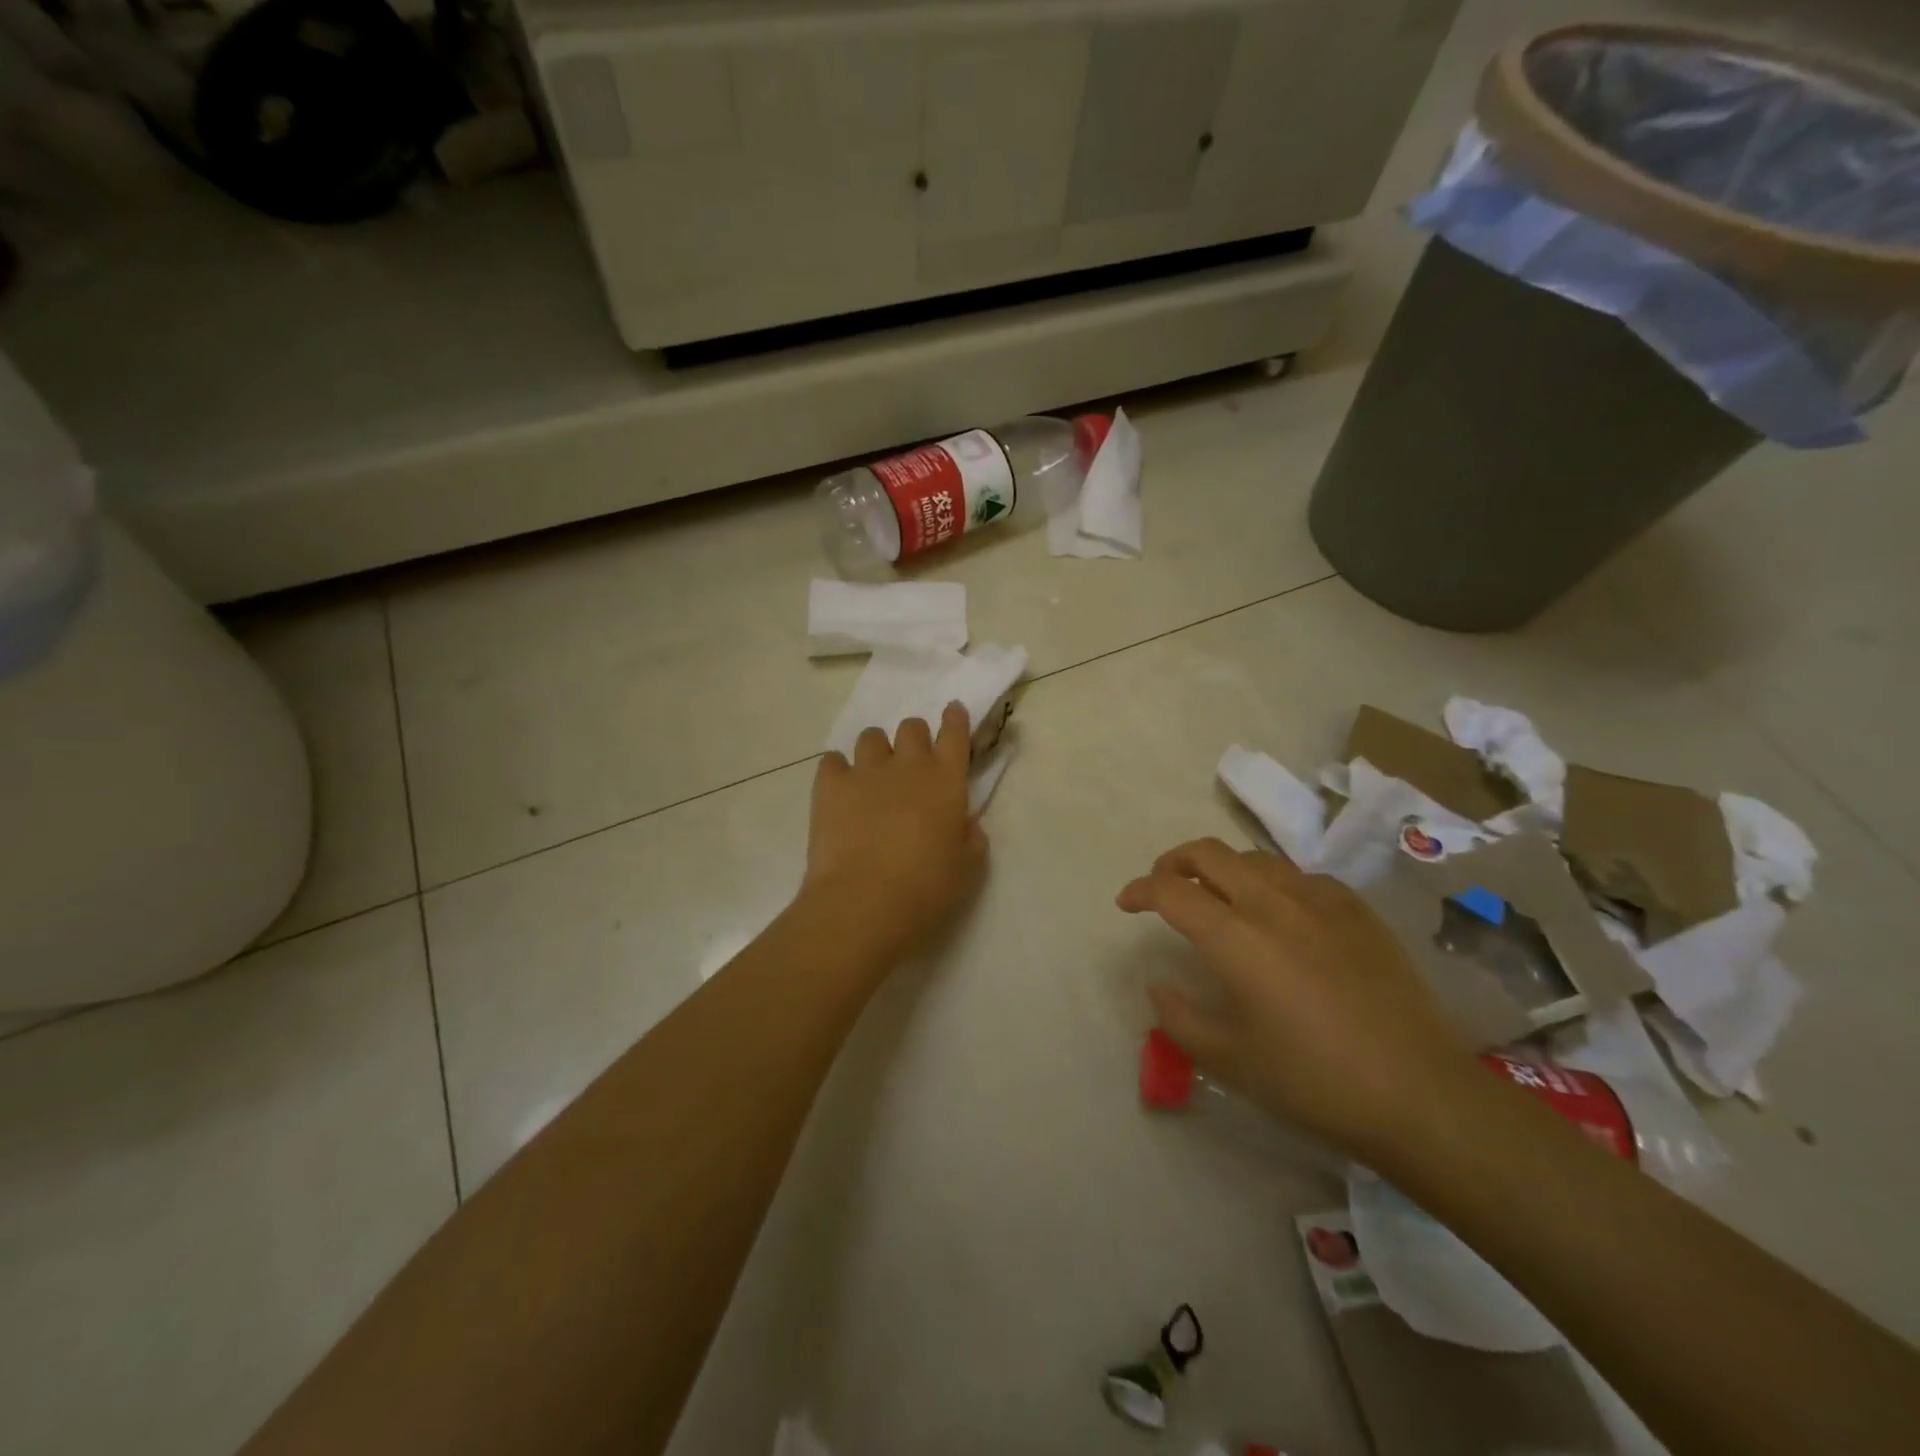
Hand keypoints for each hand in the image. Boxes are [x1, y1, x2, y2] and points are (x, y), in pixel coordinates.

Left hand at [804, 703, 988, 958]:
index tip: (953, 711)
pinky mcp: (830, 785)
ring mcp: (866, 771)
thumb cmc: (926, 888)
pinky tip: (840, 789)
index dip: (955, 719)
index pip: (955, 732)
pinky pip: (832, 760)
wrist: (864, 901)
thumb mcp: (968, 868)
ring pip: (871, 737)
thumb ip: (970, 837)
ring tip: (873, 776)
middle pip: (912, 727)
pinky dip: (838, 769)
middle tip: (911, 764)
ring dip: (877, 750)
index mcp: (947, 780)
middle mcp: (908, 765)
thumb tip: (964, 824)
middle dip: (914, 739)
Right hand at [1118, 838, 1478, 1162]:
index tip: (1126, 904)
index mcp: (1236, 938)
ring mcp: (1320, 900)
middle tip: (1164, 887)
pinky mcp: (1356, 909)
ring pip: (1254, 858)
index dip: (1140, 890)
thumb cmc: (1314, 1082)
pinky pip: (1299, 876)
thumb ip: (1179, 1017)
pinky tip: (1279, 915)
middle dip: (1173, 862)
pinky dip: (1270, 883)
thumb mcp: (1229, 1060)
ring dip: (1222, 869)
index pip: (1171, 891)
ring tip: (1217, 898)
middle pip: (1208, 852)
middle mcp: (1272, 903)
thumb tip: (1159, 985)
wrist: (1419, 1094)